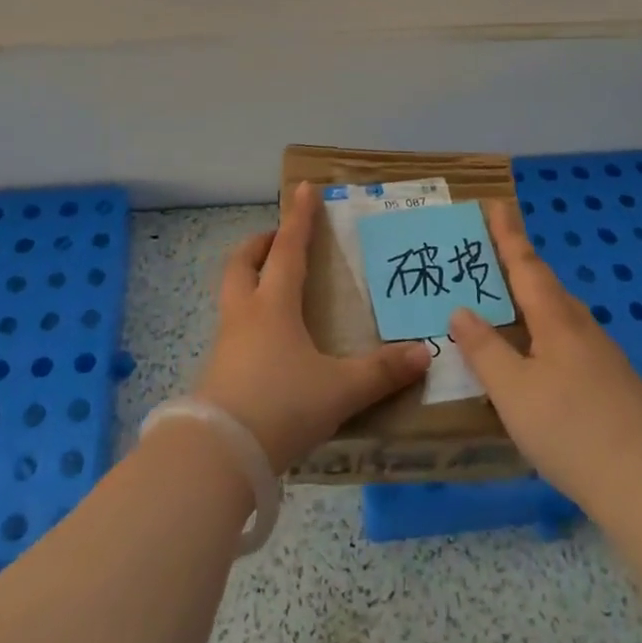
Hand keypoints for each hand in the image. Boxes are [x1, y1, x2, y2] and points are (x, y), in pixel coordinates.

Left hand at [193, 182, 431, 471]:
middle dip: (260, 244)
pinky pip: (232, 327)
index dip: (299, 218)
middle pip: (243, 263)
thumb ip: (382, 372)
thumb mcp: (340, 390)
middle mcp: (245, 313)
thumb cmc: (281, 405)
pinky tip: (266, 341)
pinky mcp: (216, 371)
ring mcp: (226, 342)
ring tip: (273, 288)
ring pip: (232, 293)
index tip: (303, 188)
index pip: (288, 248)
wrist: (218, 454)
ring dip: (249, 279)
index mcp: (274, 304)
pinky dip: (248, 317)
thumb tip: (425, 353)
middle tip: (277, 240)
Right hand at [450, 202, 641, 509]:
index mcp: (555, 320)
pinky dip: (545, 332)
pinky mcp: (613, 384)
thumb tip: (461, 310)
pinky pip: (569, 340)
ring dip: (533, 299)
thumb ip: (484, 350)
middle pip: (546, 285)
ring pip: (560, 314)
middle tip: (491, 253)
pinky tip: (538, 357)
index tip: (497, 204)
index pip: (525, 265)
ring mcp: (602, 357)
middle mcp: (581, 328)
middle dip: (519, 264)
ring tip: (508, 301)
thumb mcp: (513, 391)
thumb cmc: (571, 430)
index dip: (508, 235)